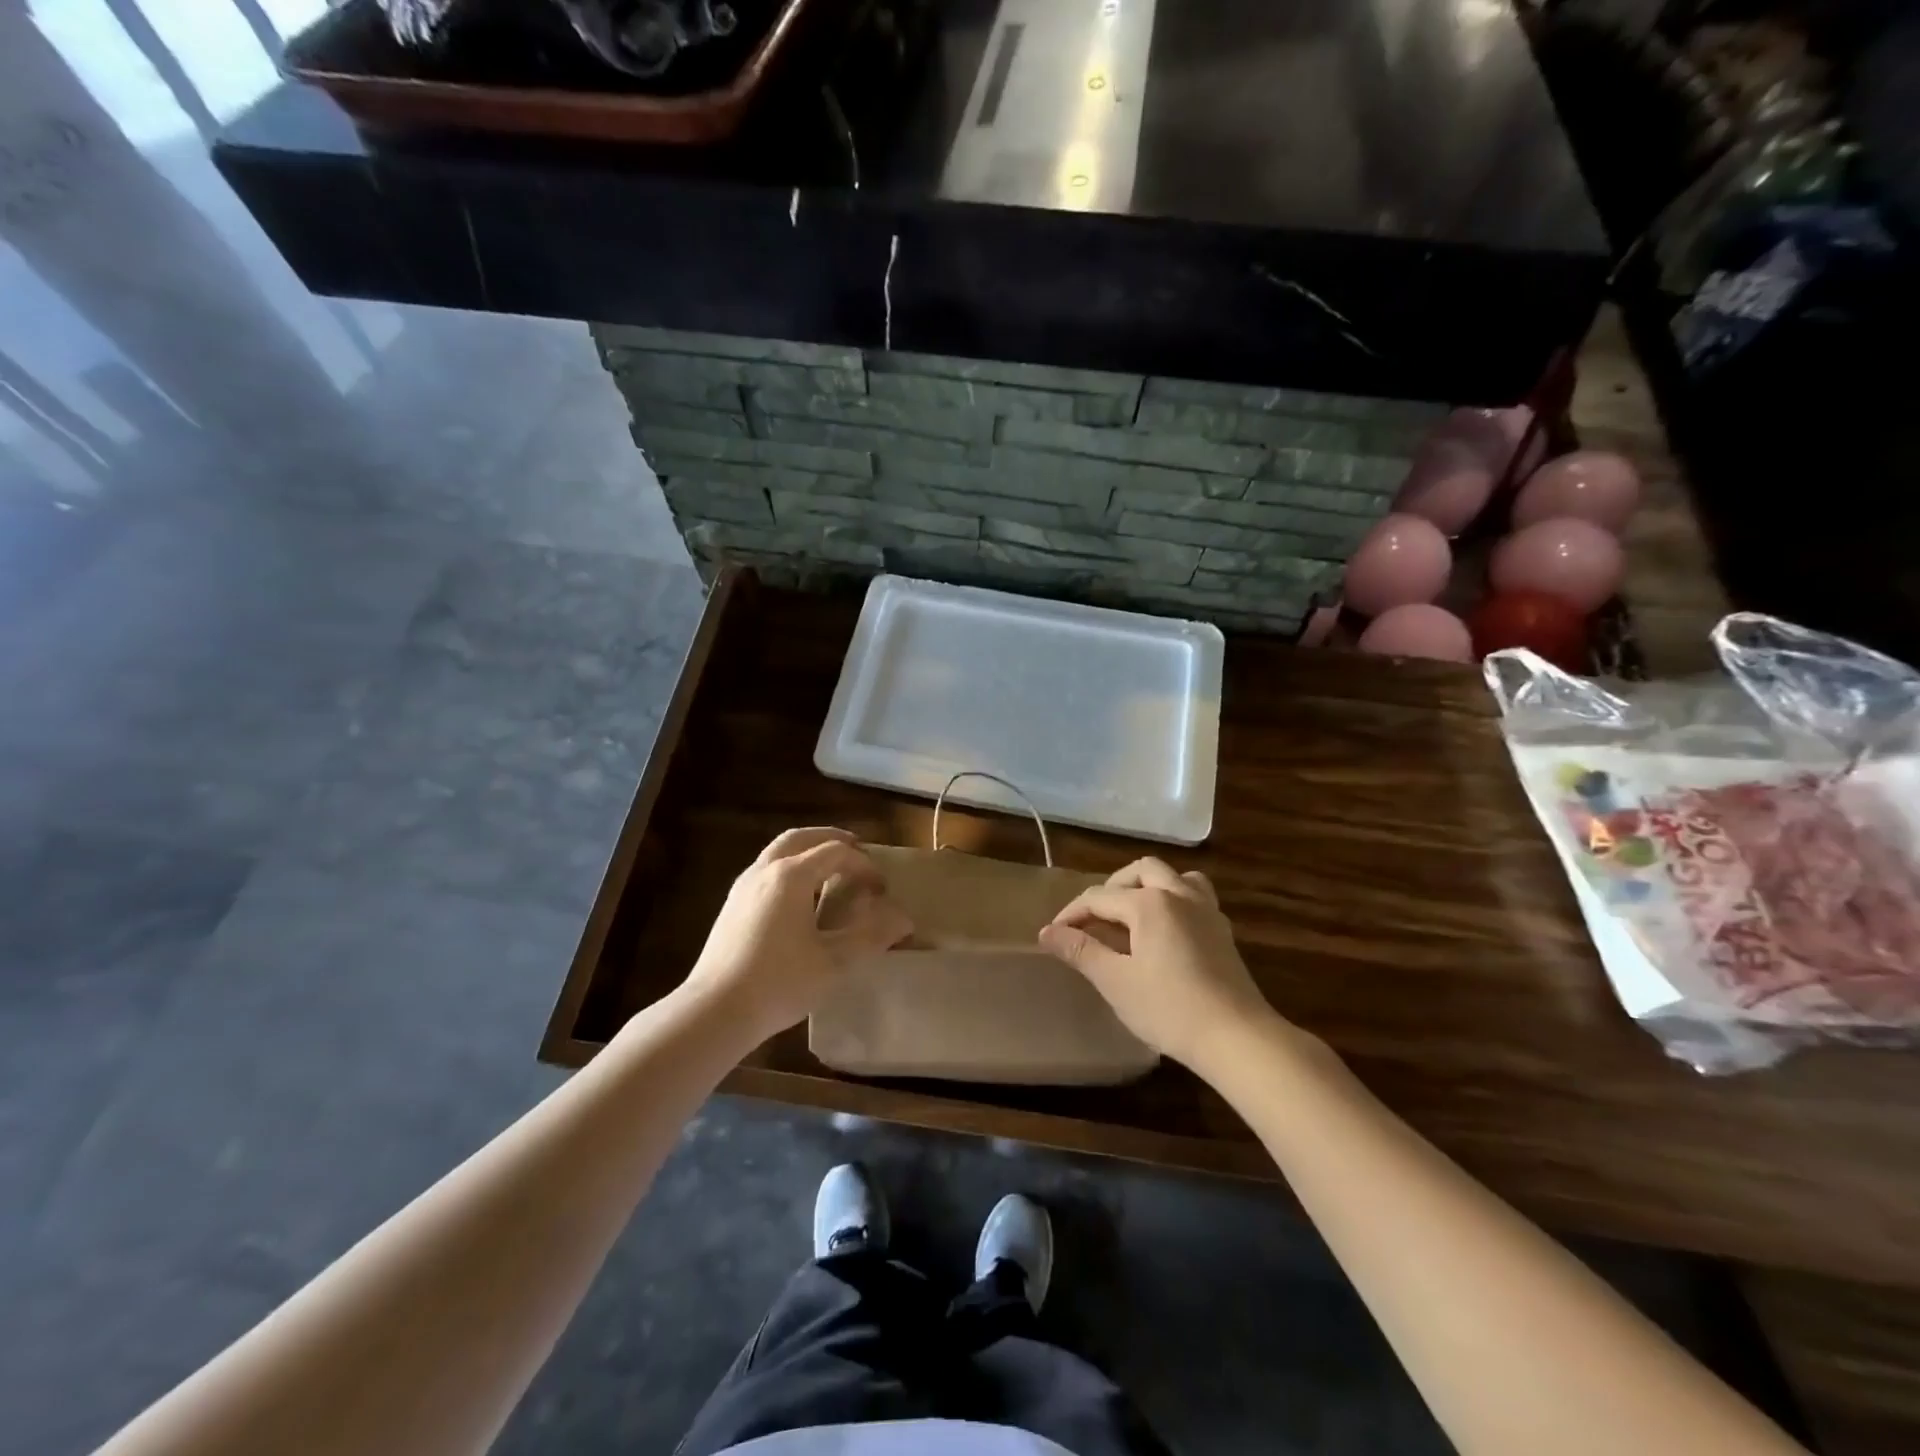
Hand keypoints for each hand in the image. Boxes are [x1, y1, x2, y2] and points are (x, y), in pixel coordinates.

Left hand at [683, 828, 912, 1045]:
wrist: (714, 1011)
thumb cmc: (779, 983)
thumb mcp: (834, 962)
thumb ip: (871, 936)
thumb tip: (904, 919)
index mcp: (791, 876)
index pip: (835, 852)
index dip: (863, 865)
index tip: (881, 889)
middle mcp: (764, 870)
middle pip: (801, 838)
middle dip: (831, 839)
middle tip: (856, 850)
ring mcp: (743, 886)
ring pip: (779, 851)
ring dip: (807, 851)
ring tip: (830, 870)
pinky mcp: (732, 906)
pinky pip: (766, 870)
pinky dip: (790, 868)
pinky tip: (799, 897)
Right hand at [1040, 858, 1280, 1071]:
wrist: (1236, 1037)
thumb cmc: (1169, 1008)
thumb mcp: (1115, 981)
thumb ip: (1081, 951)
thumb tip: (1047, 932)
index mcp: (1149, 903)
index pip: (1099, 897)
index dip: (1072, 914)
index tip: (1053, 934)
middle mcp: (1179, 894)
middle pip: (1140, 871)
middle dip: (1112, 887)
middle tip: (1094, 918)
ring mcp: (1206, 910)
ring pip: (1174, 876)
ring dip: (1149, 885)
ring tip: (1132, 912)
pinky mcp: (1222, 931)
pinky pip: (1195, 897)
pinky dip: (1175, 900)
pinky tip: (1166, 930)